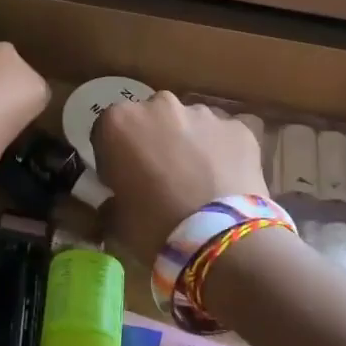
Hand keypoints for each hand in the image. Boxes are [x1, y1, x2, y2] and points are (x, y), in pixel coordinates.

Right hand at [92, 92, 269, 266]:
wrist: (220, 240)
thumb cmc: (154, 227)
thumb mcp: (116, 218)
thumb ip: (111, 199)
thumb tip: (116, 200)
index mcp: (119, 121)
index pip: (107, 131)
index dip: (113, 156)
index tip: (122, 179)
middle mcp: (159, 106)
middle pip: (151, 118)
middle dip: (153, 140)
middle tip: (161, 178)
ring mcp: (203, 113)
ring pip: (189, 123)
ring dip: (188, 143)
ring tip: (198, 181)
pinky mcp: (238, 127)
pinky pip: (224, 136)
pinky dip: (221, 152)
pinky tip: (224, 181)